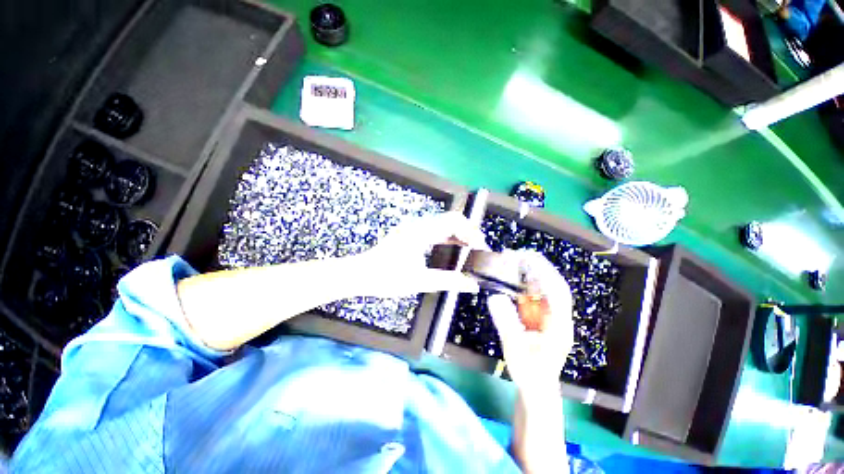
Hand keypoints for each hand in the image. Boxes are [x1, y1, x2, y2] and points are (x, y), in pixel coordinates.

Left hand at [358, 211, 488, 297]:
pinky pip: (435, 230)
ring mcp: (413, 228)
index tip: (480, 248)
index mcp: (421, 231)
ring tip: (470, 250)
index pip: (454, 221)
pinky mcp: (410, 233)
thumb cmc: (387, 278)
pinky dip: (447, 237)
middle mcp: (418, 224)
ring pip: (443, 224)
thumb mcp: (419, 281)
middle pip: (450, 219)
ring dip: (458, 234)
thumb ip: (448, 281)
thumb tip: (472, 285)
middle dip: (467, 232)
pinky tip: (453, 249)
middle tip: (478, 250)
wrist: (360, 275)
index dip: (471, 232)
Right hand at [487, 250, 573, 391]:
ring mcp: (551, 315)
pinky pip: (536, 295)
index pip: (558, 293)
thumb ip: (506, 323)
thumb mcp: (515, 349)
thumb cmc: (529, 372)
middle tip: (518, 254)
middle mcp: (558, 316)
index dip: (544, 273)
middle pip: (554, 285)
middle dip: (539, 267)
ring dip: (532, 272)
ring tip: (514, 260)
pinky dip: (526, 283)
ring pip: (546, 288)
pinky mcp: (542, 316)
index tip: (527, 259)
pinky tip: (514, 277)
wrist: (536, 387)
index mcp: (559, 326)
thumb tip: (494, 297)